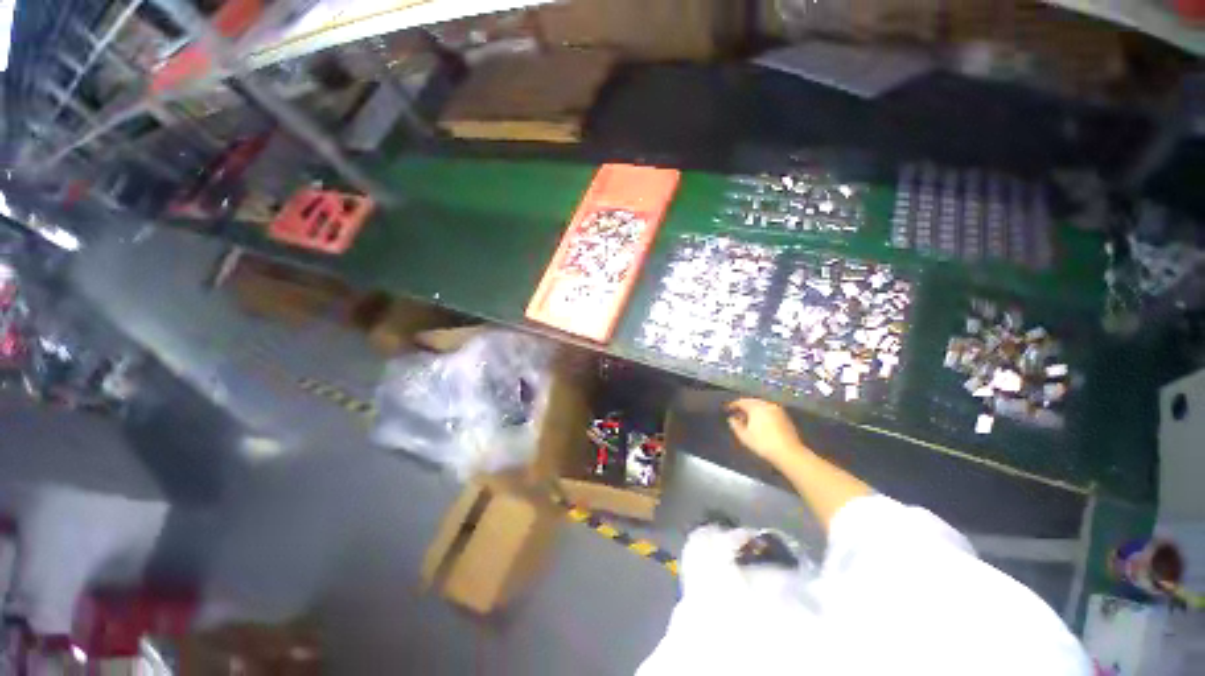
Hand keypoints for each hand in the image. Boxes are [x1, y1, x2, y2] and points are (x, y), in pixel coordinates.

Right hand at [726, 398, 809, 465]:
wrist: (789, 453)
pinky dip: (762, 414)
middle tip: (736, 414)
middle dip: (743, 407)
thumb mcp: (744, 436)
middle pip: (752, 402)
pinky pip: (769, 411)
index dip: (732, 405)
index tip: (726, 409)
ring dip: (753, 410)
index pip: (741, 402)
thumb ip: (735, 425)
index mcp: (756, 407)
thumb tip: (732, 419)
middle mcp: (767, 404)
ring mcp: (777, 409)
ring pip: (761, 406)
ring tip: (747, 419)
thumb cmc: (763, 443)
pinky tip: (759, 422)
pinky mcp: (785, 416)